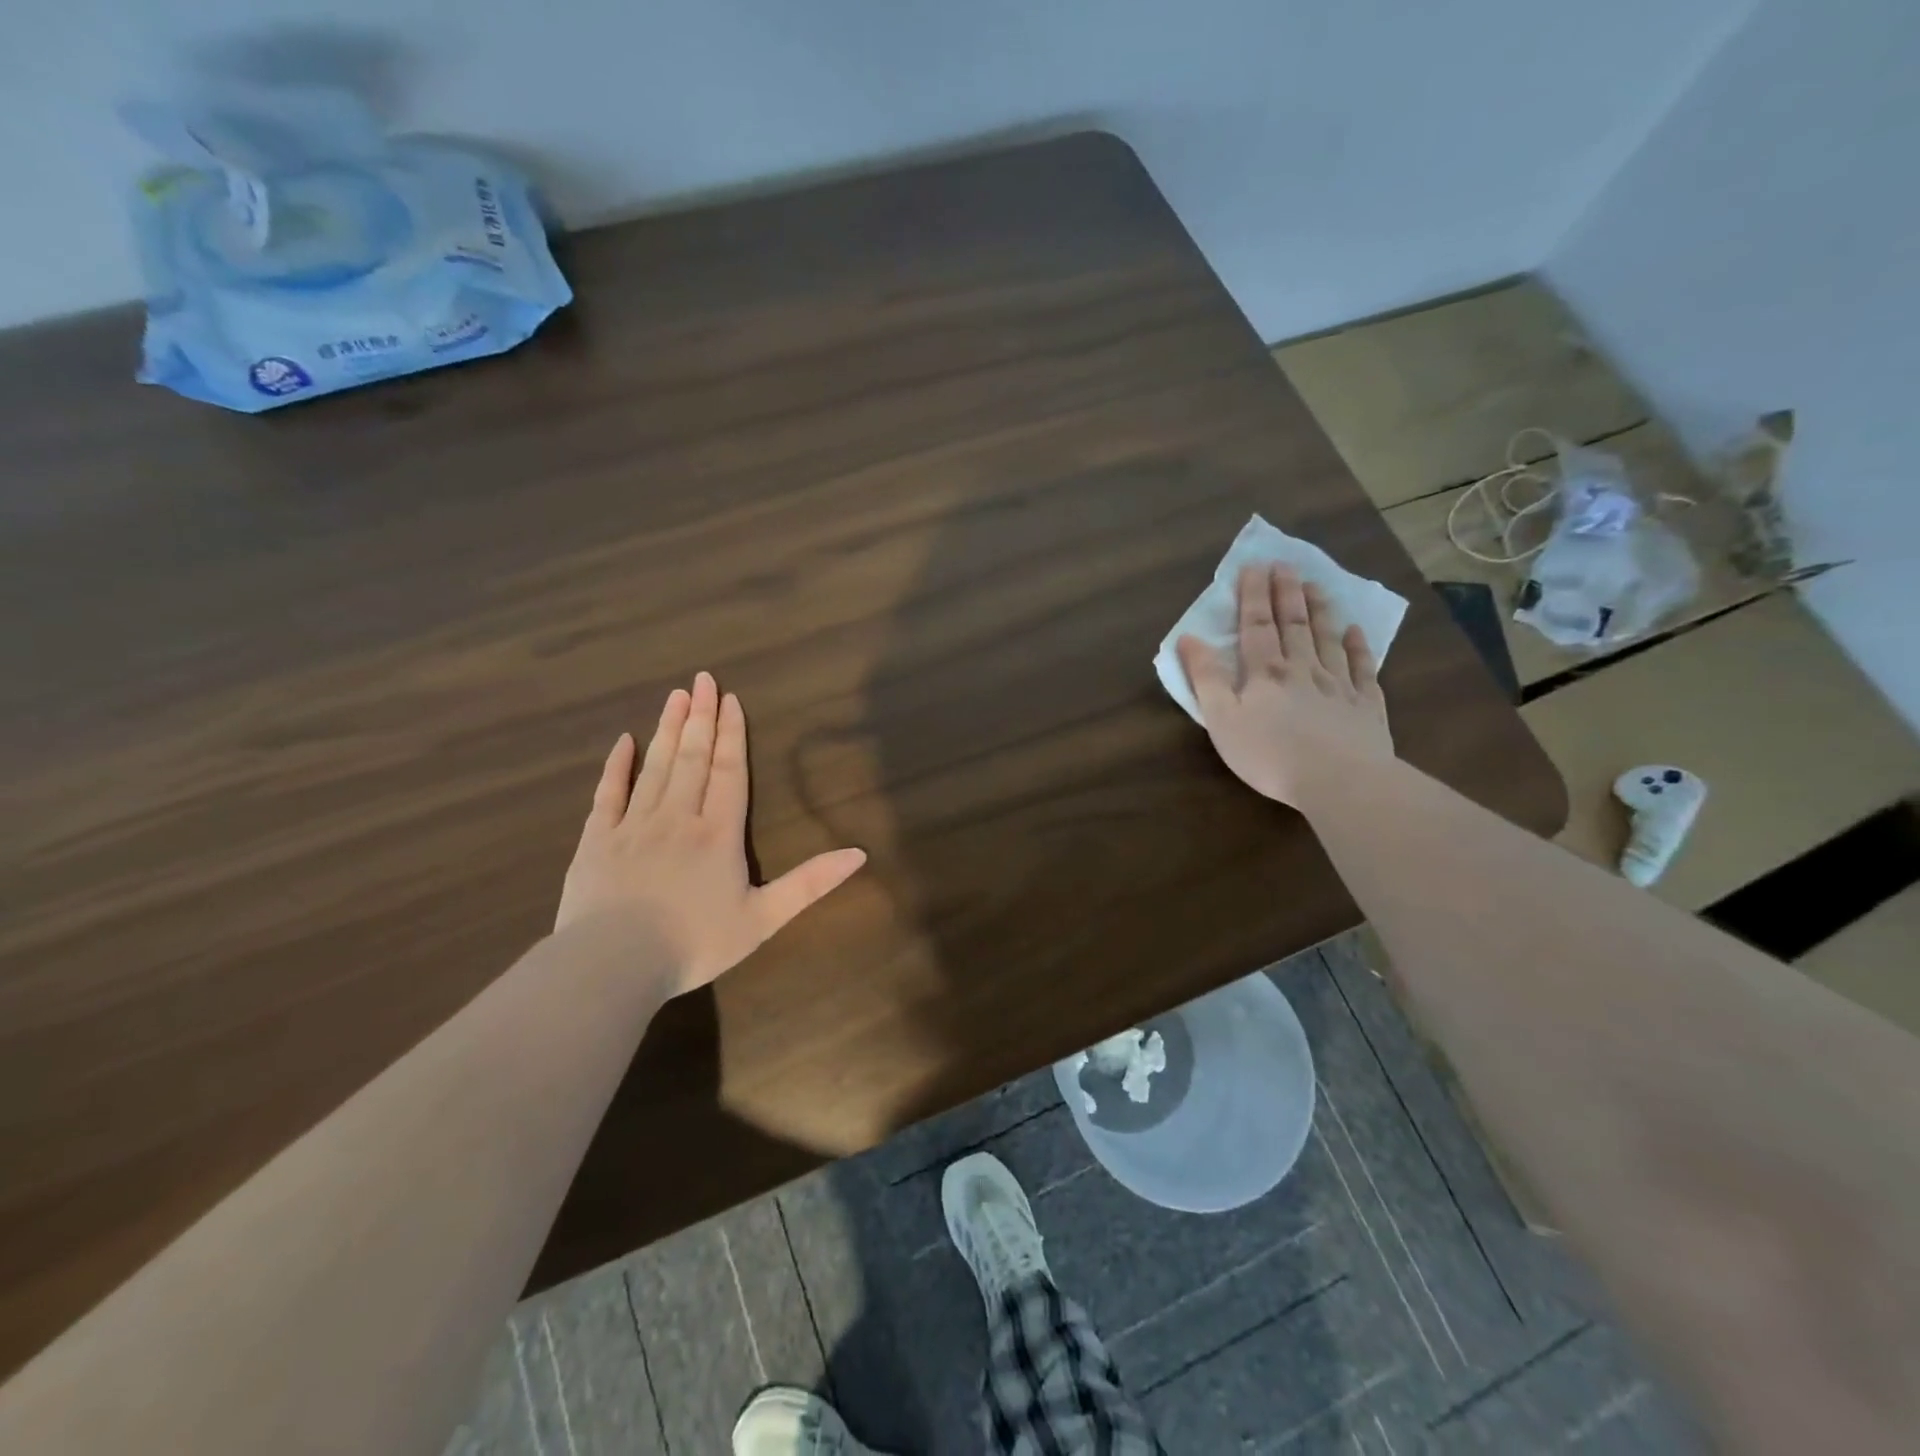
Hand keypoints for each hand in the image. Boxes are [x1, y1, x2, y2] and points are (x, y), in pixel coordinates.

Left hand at [555, 672, 866, 995]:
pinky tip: (624, 741)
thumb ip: (810, 883)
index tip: (730, 699)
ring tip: (675, 696)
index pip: (728, 772)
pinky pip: (607, 793)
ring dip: (667, 729)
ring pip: (655, 767)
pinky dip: (617, 765)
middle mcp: (677, 817)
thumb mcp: (764, 919)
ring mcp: (633, 825)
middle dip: (700, 717)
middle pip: (692, 758)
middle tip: (702, 678)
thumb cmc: (694, 943)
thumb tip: (860, 853)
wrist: (613, 966)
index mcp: (717, 833)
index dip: (731, 734)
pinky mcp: (596, 840)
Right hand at [1177, 564, 1392, 806]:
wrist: (1339, 781)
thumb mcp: (1222, 719)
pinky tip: (1356, 631)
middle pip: (1294, 624)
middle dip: (1286, 593)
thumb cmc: (1270, 755)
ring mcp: (1338, 685)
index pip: (1256, 625)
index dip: (1253, 596)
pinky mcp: (1366, 706)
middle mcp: (1303, 669)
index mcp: (1265, 673)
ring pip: (1327, 639)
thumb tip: (1189, 638)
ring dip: (1320, 610)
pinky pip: (1362, 668)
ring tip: (1316, 585)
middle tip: (1285, 565)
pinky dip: (1358, 647)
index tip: (1253, 567)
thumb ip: (1206, 678)